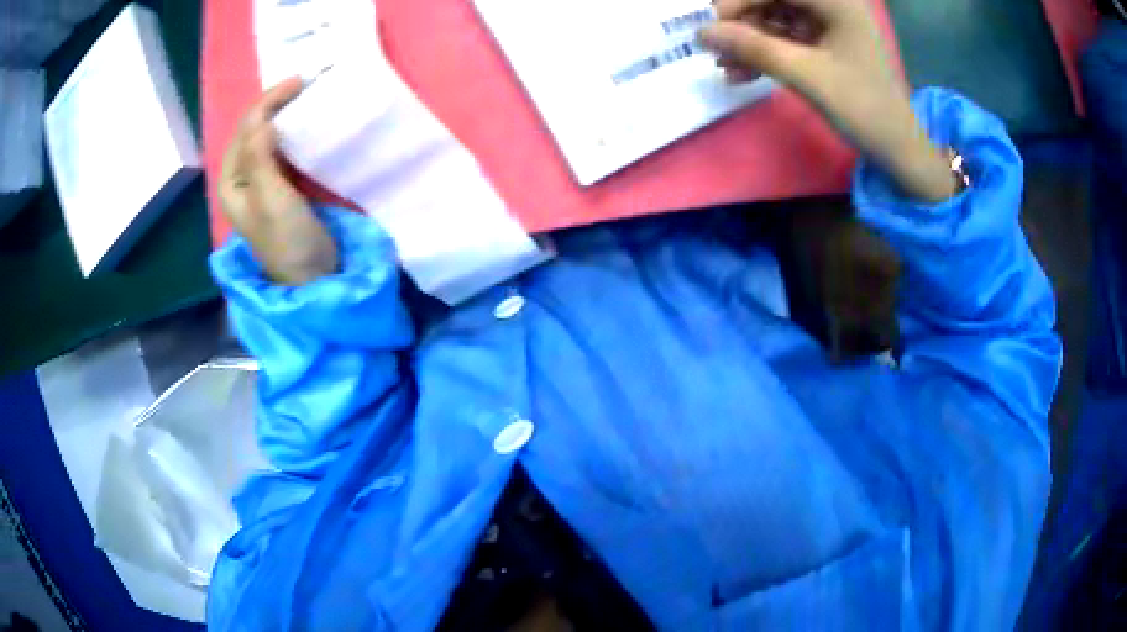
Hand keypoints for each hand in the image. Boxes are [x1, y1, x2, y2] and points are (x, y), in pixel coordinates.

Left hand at [220, 77, 338, 284]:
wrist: (310, 276)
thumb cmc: (287, 240)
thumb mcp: (271, 198)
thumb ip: (261, 159)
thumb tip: (264, 120)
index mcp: (232, 180)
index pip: (246, 128)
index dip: (269, 101)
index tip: (300, 81)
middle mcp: (241, 177)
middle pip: (253, 129)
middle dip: (276, 103)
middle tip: (305, 83)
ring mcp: (259, 181)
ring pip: (267, 135)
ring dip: (284, 114)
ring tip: (306, 96)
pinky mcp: (279, 185)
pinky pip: (281, 148)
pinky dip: (292, 130)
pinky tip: (306, 122)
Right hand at [701, 0, 956, 202]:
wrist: (898, 149)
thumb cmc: (863, 107)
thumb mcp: (806, 75)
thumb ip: (753, 48)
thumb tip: (702, 32)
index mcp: (837, 1)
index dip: (738, 2)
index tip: (709, 27)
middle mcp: (834, 4)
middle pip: (774, 0)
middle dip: (743, 24)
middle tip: (716, 49)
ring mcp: (831, 24)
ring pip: (776, 20)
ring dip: (750, 42)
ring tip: (726, 67)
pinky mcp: (828, 44)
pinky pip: (787, 39)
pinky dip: (766, 53)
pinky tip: (744, 73)